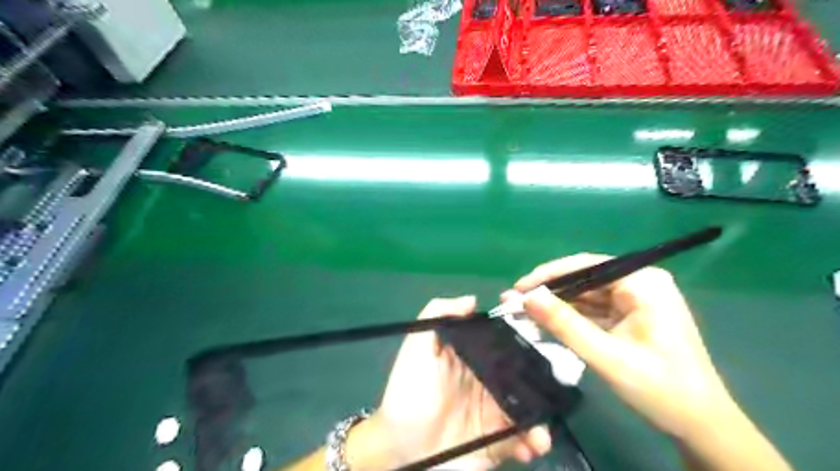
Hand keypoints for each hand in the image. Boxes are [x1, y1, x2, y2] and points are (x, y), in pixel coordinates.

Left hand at [350, 297, 556, 469]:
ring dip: (544, 414)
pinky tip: (532, 446)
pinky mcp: (498, 440)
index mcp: (473, 356)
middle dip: (546, 376)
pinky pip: (524, 438)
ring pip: (530, 405)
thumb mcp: (416, 349)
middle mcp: (489, 380)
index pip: (504, 340)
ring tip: (541, 431)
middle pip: (525, 372)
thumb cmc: (409, 393)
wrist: (401, 452)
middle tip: (562, 383)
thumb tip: (472, 300)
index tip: (544, 332)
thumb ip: (437, 316)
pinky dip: (534, 441)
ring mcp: (496, 410)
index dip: (525, 334)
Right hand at [500, 257, 732, 439]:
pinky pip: (592, 311)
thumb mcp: (607, 356)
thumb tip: (526, 298)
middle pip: (583, 280)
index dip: (548, 275)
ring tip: (521, 314)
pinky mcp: (629, 316)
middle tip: (512, 304)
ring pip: (585, 296)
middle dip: (548, 294)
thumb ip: (565, 325)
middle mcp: (639, 283)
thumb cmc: (661, 390)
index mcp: (643, 283)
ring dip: (555, 307)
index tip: (517, 289)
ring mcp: (635, 300)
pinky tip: (545, 324)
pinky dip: (569, 319)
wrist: (701, 426)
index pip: (586, 266)